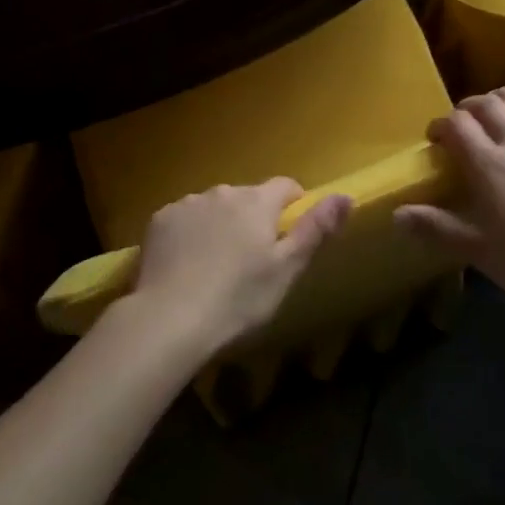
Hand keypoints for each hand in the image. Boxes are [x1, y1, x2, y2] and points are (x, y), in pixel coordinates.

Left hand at [128, 179, 350, 356]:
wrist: (168, 319)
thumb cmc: (237, 299)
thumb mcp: (286, 270)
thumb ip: (315, 229)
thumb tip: (345, 196)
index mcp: (256, 202)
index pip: (285, 186)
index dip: (293, 204)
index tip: (289, 234)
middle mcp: (222, 192)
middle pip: (247, 198)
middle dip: (253, 219)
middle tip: (251, 261)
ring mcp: (187, 203)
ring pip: (214, 207)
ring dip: (220, 225)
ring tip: (215, 266)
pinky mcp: (159, 220)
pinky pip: (184, 219)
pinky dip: (190, 234)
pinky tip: (185, 265)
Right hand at [393, 85, 504, 324]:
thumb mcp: (477, 250)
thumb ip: (436, 228)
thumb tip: (396, 214)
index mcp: (488, 165)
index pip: (457, 126)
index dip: (442, 125)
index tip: (435, 137)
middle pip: (491, 108)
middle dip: (472, 105)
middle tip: (465, 117)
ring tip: (502, 96)